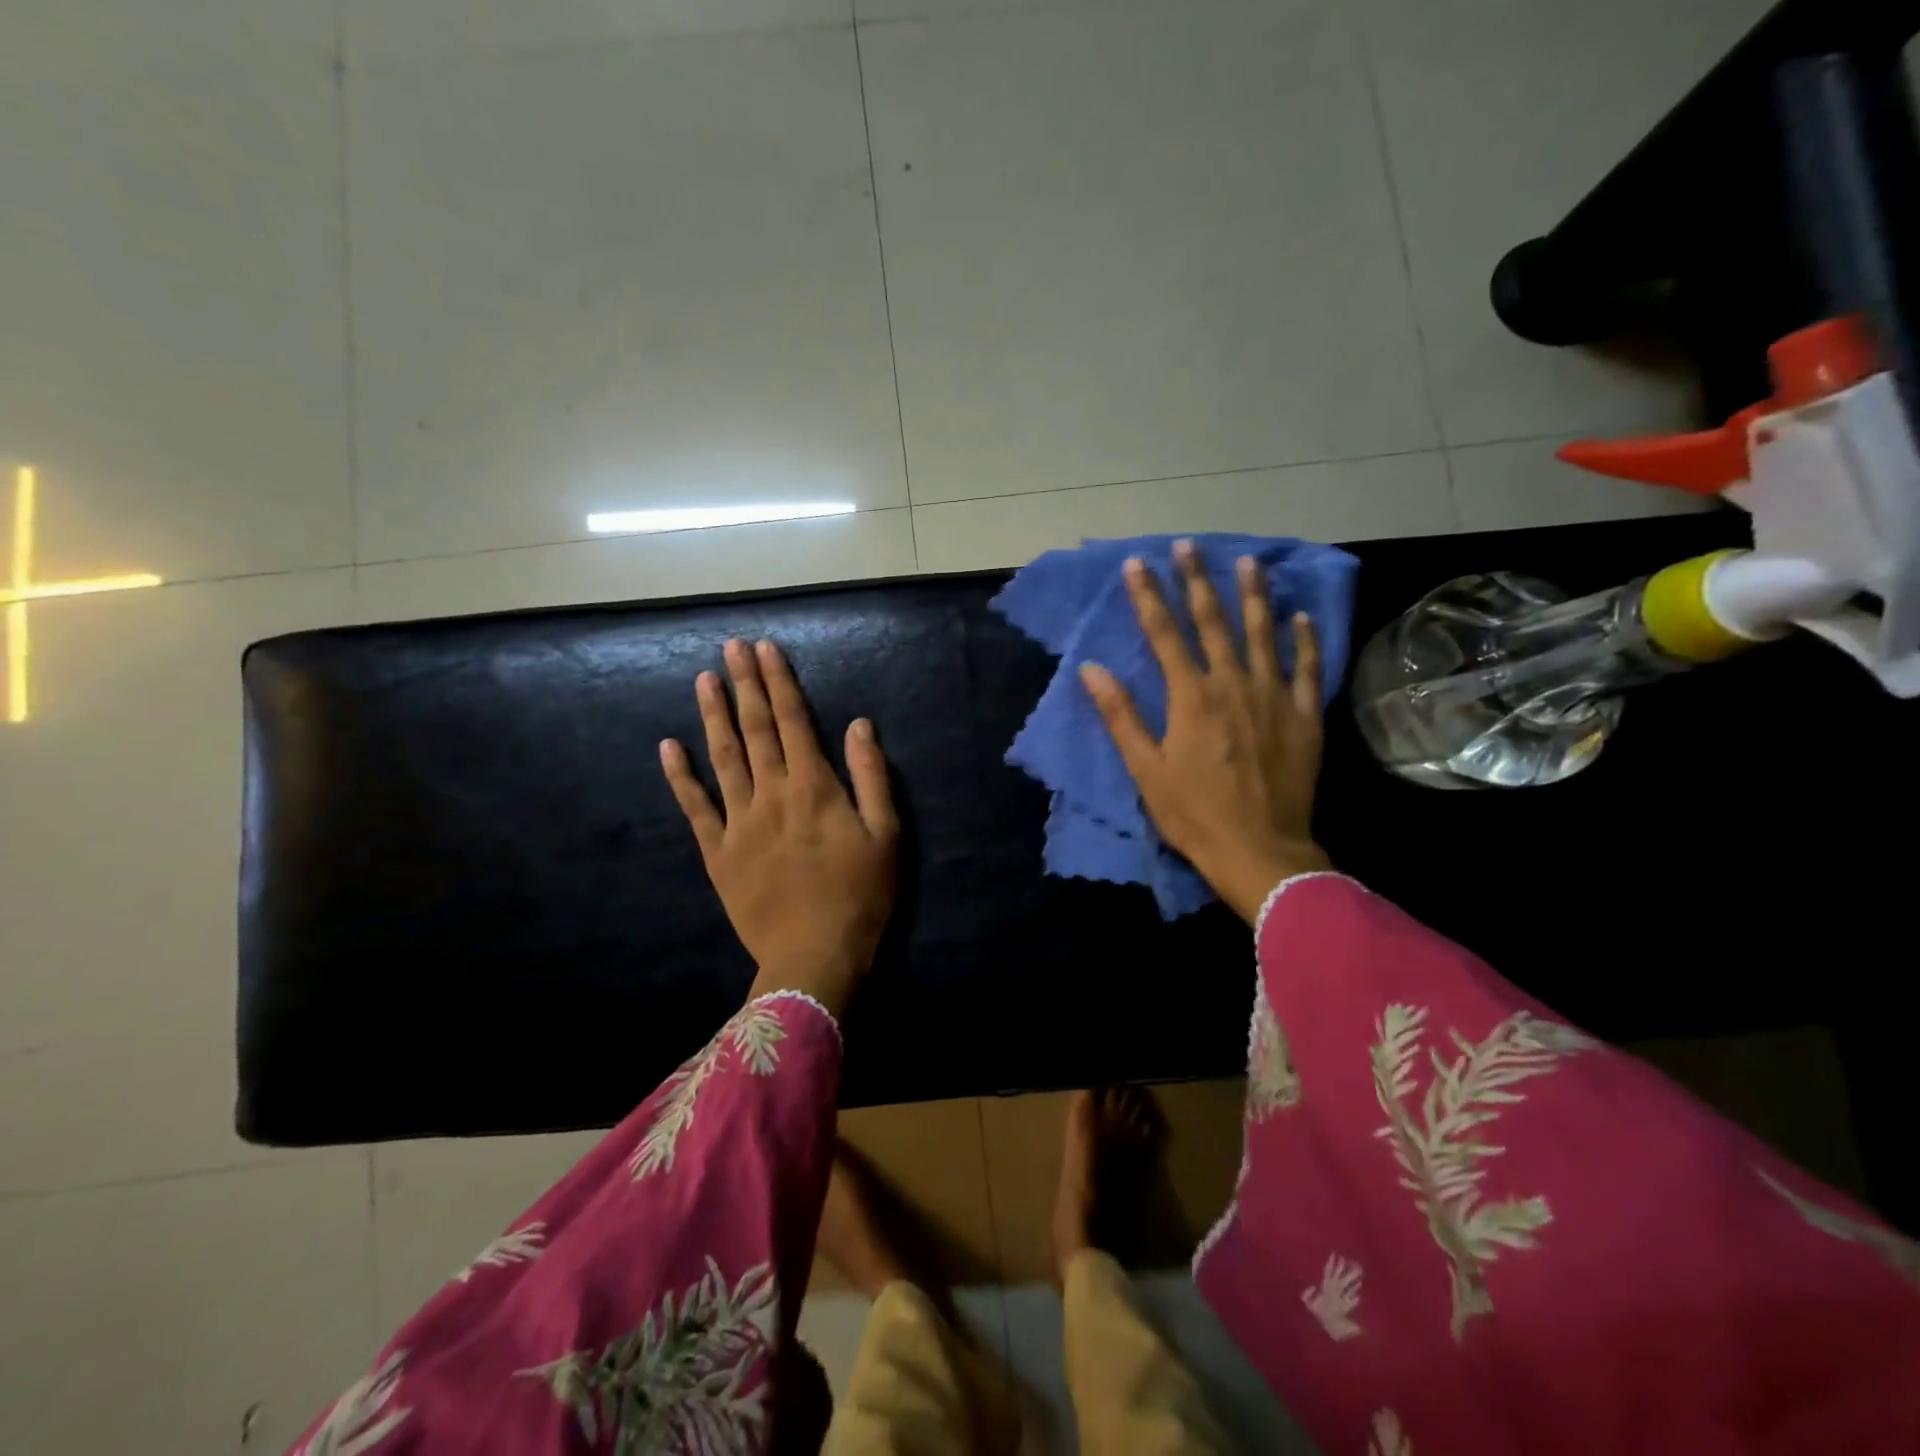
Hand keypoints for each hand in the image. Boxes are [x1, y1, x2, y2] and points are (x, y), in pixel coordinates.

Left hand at [660, 638, 898, 1015]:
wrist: (815, 957)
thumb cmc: (861, 895)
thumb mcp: (886, 834)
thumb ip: (872, 775)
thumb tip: (859, 724)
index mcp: (814, 787)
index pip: (793, 721)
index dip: (779, 682)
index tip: (765, 649)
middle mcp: (772, 794)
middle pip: (755, 729)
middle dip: (744, 684)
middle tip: (732, 647)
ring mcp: (739, 822)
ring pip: (723, 758)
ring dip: (713, 716)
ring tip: (704, 679)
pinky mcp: (718, 852)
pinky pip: (695, 808)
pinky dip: (680, 777)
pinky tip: (669, 747)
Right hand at [1079, 540, 1330, 924]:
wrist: (1260, 852)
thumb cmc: (1194, 815)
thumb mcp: (1145, 770)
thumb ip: (1121, 716)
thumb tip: (1092, 670)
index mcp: (1191, 697)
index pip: (1164, 634)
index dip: (1148, 596)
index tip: (1138, 563)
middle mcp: (1233, 685)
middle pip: (1212, 622)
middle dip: (1197, 582)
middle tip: (1189, 546)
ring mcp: (1275, 698)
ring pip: (1262, 634)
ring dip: (1253, 596)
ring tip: (1248, 562)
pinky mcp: (1304, 717)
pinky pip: (1307, 669)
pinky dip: (1304, 640)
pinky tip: (1300, 616)